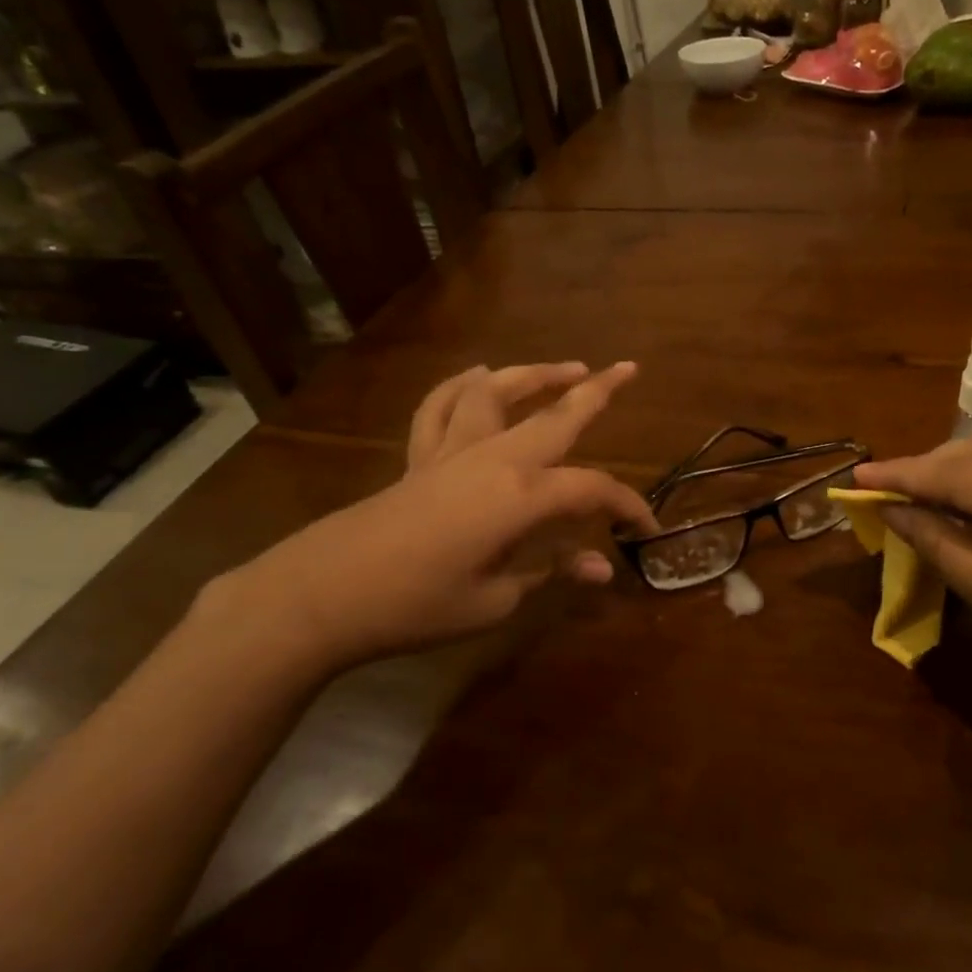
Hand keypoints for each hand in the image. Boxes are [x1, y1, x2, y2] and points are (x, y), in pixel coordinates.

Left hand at [211, 362, 658, 672]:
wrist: (325, 595)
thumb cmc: (418, 604)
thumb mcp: (496, 599)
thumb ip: (551, 572)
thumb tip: (600, 566)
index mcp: (522, 496)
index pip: (592, 490)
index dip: (627, 506)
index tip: (647, 527)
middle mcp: (494, 459)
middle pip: (555, 415)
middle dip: (597, 391)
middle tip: (628, 369)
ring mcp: (453, 451)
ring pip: (498, 394)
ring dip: (534, 375)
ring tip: (565, 368)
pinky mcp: (420, 458)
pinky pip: (439, 408)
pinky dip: (460, 387)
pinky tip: (475, 377)